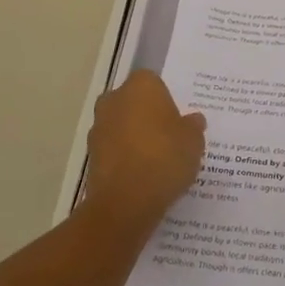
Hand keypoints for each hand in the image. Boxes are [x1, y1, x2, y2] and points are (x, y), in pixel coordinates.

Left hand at [80, 70, 206, 229]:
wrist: (125, 202)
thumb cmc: (164, 158)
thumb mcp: (194, 141)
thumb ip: (193, 126)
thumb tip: (193, 120)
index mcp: (141, 85)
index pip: (155, 83)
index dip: (167, 101)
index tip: (178, 120)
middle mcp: (114, 99)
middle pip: (134, 103)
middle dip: (147, 117)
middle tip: (169, 138)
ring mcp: (98, 128)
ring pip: (122, 126)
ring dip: (134, 138)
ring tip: (157, 161)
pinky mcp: (91, 156)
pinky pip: (114, 150)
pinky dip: (125, 159)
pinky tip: (143, 176)